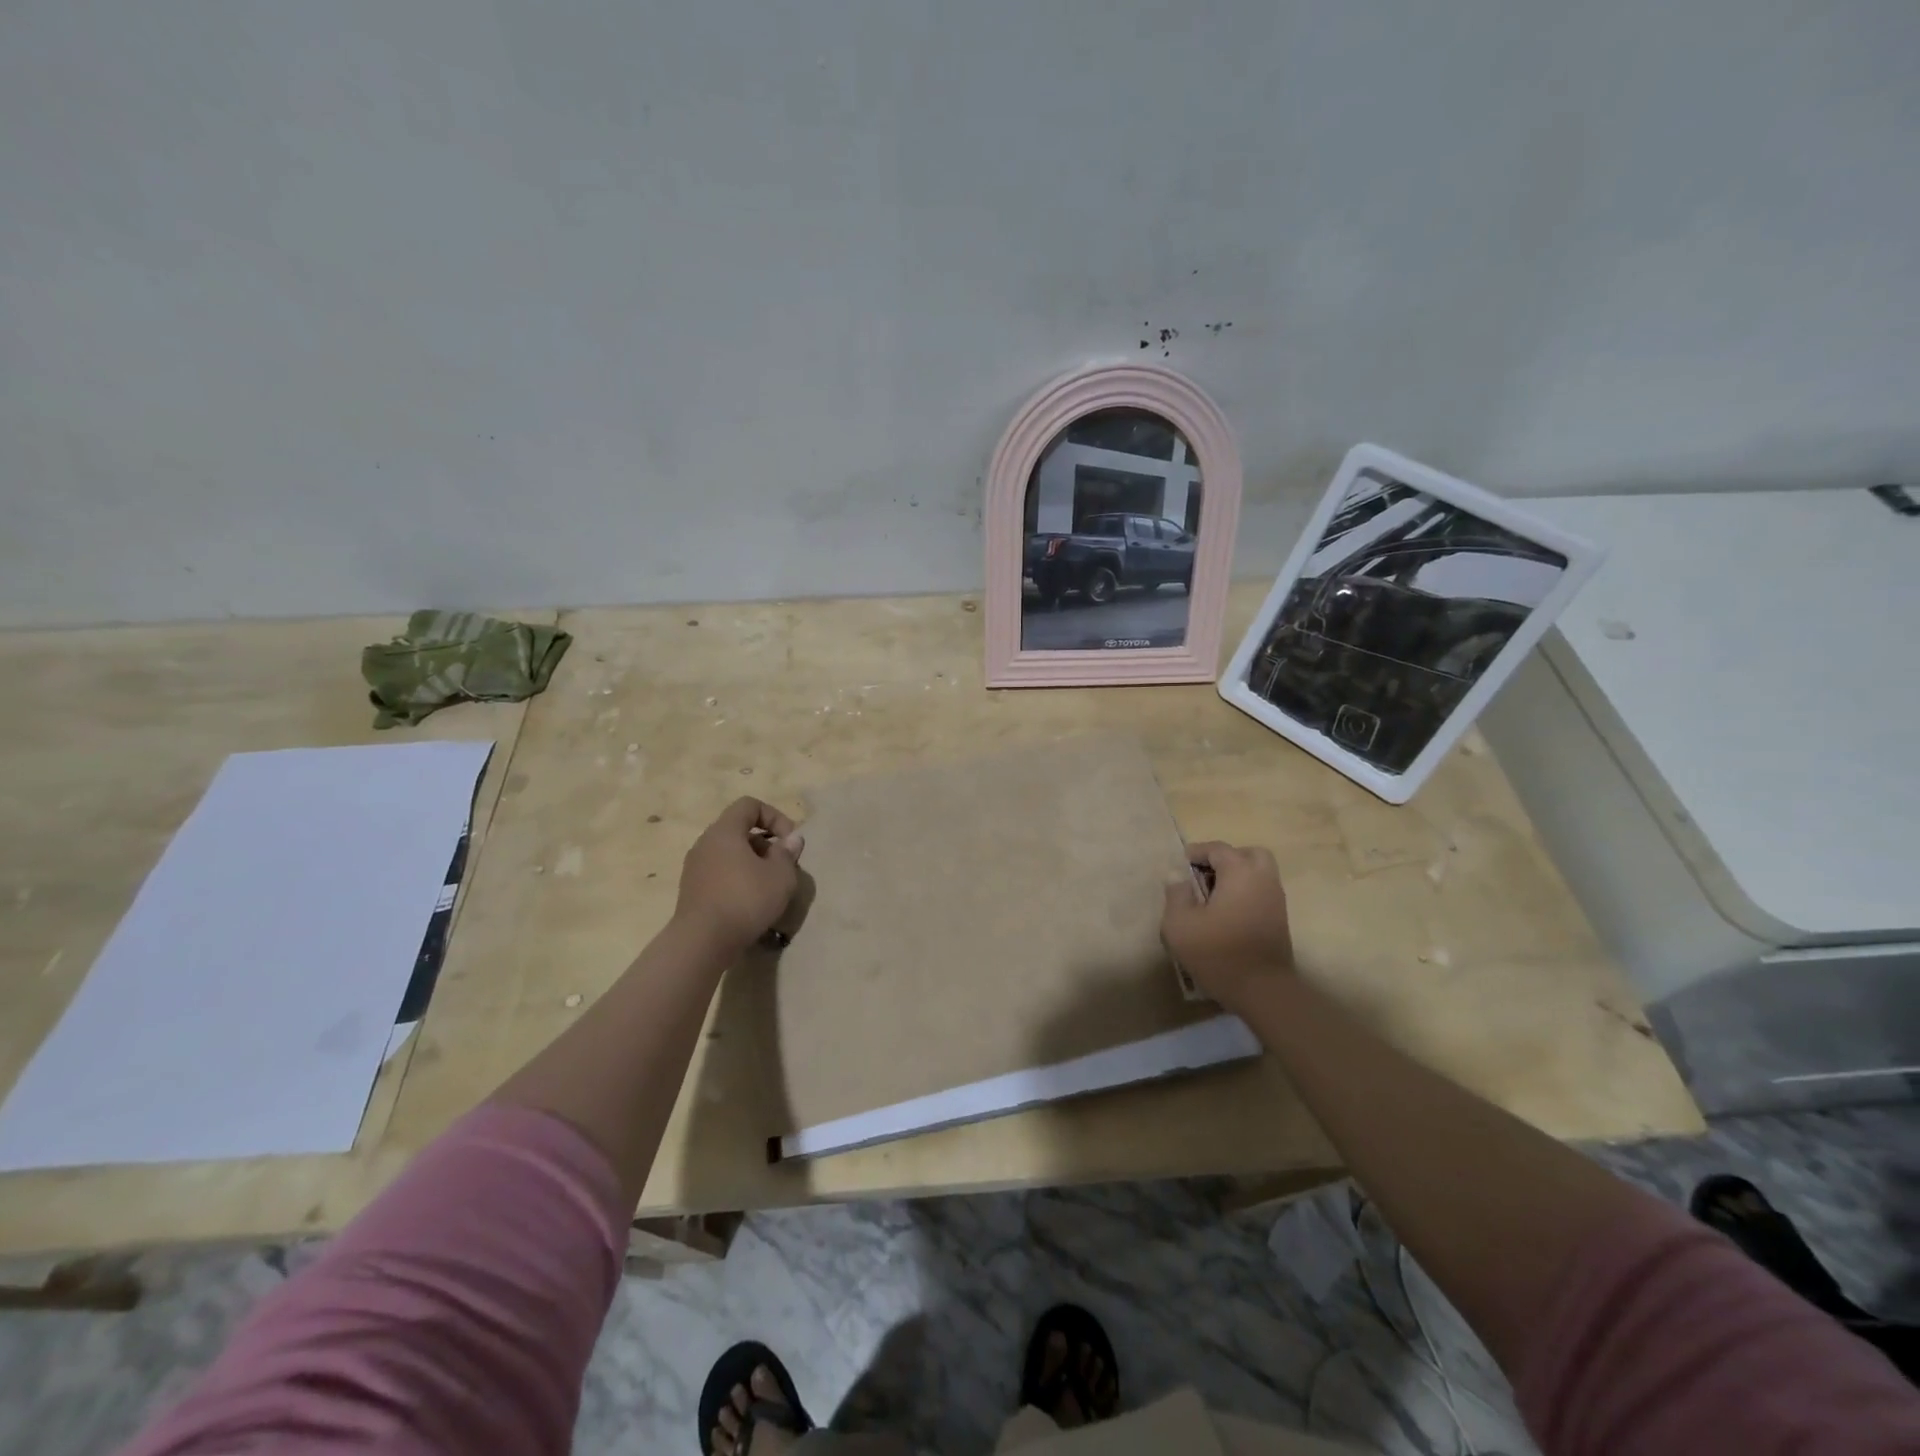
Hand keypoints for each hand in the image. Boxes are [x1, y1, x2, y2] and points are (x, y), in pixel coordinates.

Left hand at [674, 798, 804, 959]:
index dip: (774, 816)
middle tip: (783, 866)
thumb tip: (792, 839)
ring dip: (753, 863)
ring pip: (730, 853)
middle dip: (766, 843)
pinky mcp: (692, 890)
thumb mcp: (780, 876)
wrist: (702, 942)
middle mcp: (705, 843)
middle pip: (739, 830)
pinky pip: (720, 873)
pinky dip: (737, 879)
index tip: (789, 841)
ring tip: (769, 886)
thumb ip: (787, 853)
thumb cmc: (745, 900)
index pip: (749, 805)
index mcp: (724, 831)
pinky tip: (750, 902)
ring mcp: (695, 867)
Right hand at [1162, 841, 1294, 1011]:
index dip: (1197, 852)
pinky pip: (1262, 892)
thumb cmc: (1217, 952)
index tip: (1180, 864)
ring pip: (1259, 874)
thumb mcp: (1180, 924)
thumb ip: (1176, 894)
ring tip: (1213, 895)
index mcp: (1240, 872)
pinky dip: (1246, 893)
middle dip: (1226, 859)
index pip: (1218, 849)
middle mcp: (1263, 879)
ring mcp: (1276, 900)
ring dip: (1237, 876)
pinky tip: (1227, 913)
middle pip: (1248, 854)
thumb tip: (1176, 875)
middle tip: (1205, 874)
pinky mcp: (1280, 920)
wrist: (1262, 990)